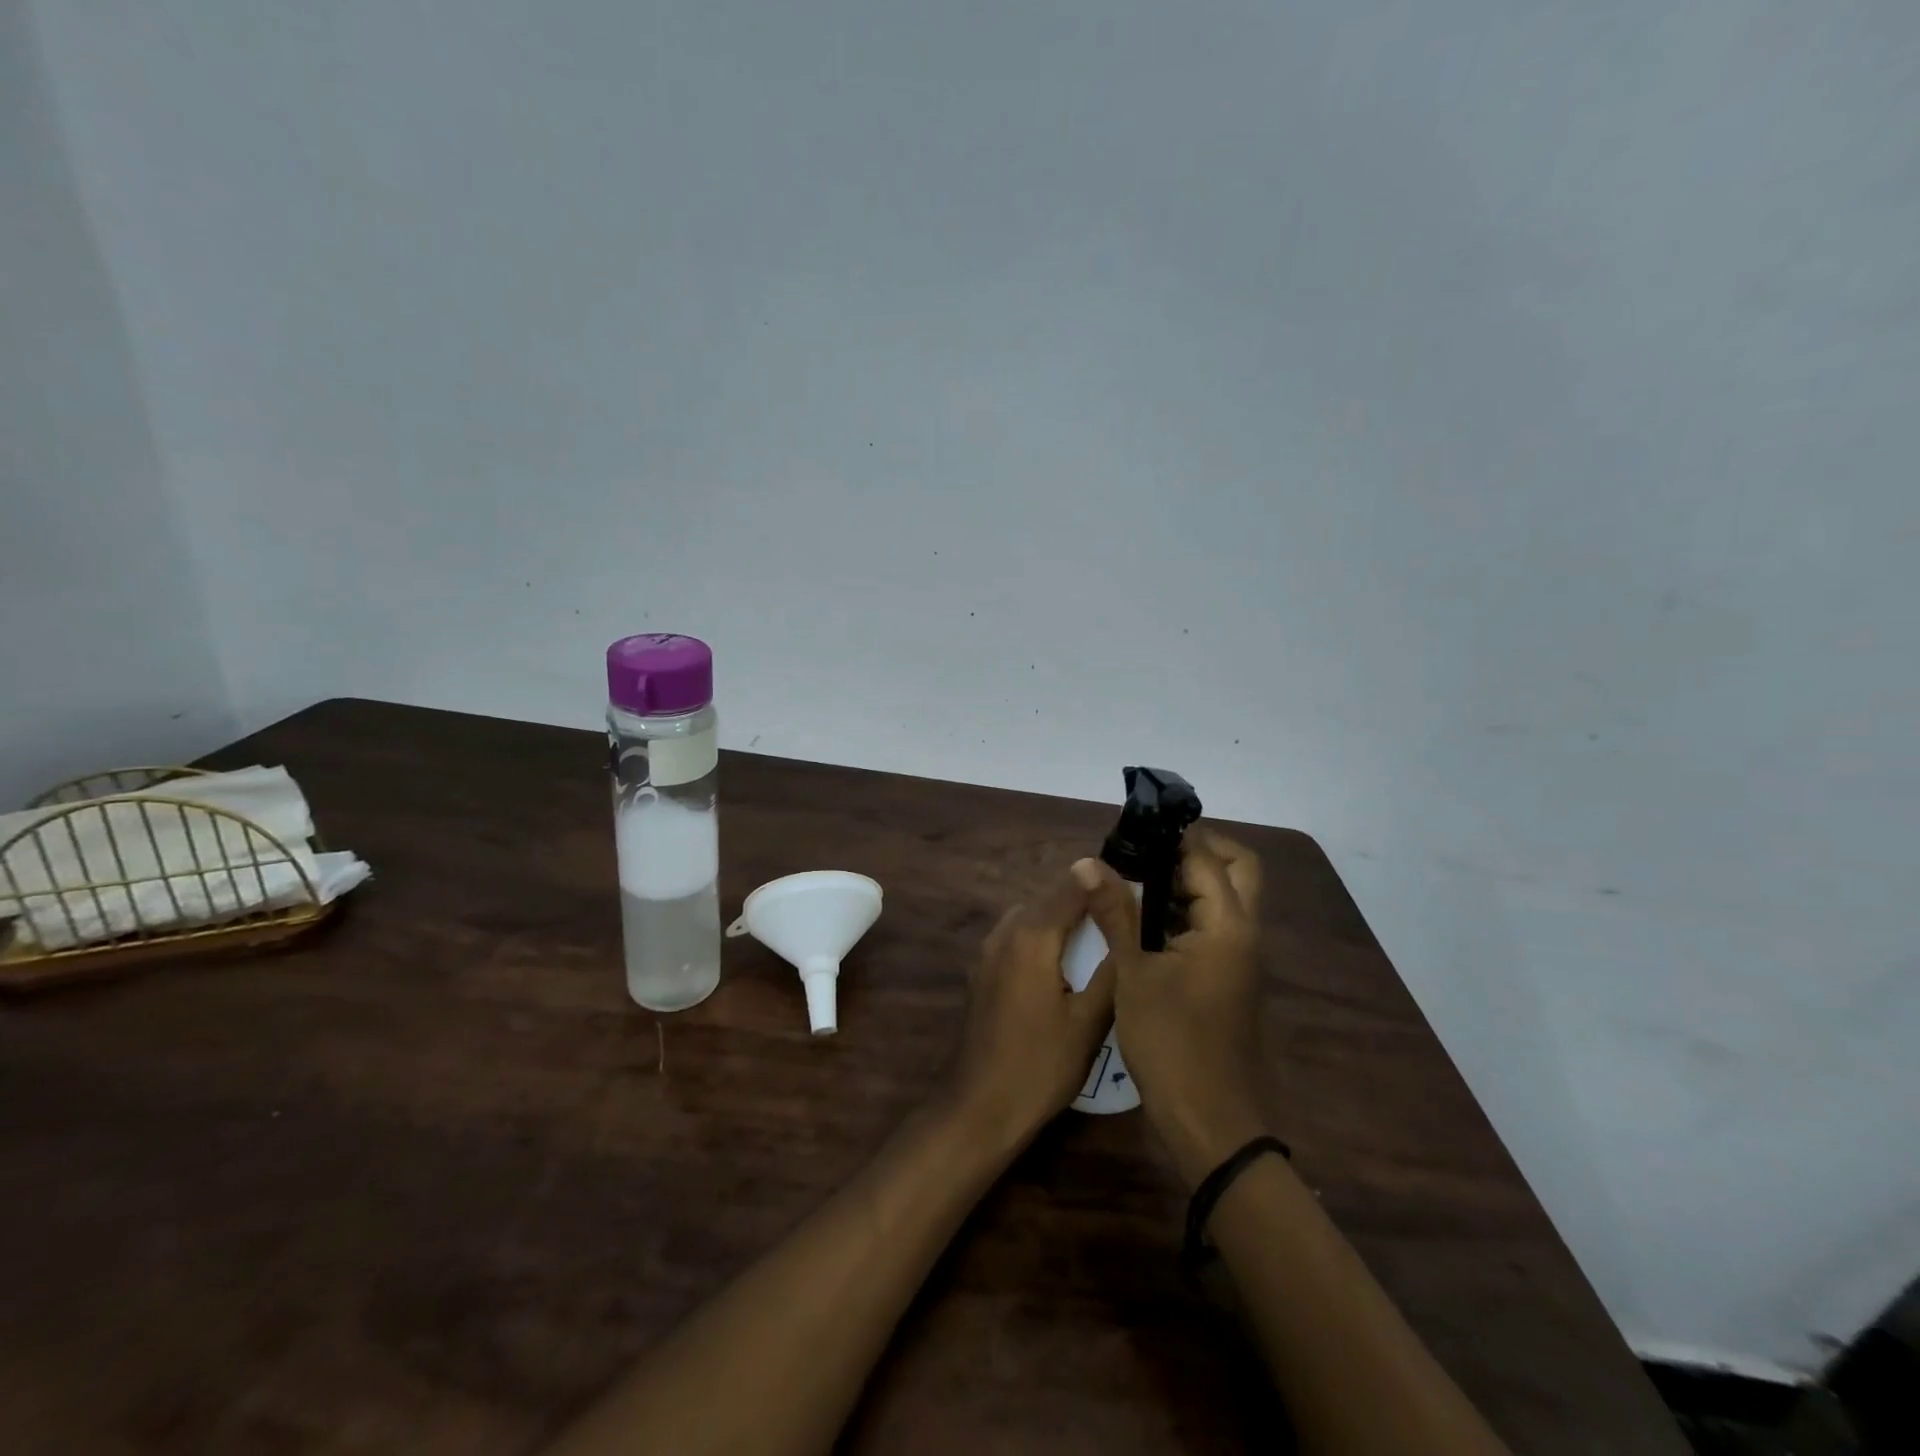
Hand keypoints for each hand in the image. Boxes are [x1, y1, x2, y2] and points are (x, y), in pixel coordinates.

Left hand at [943, 864, 1117, 1145]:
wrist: (978, 1108)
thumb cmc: (1040, 1065)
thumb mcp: (1090, 1020)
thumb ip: (1112, 964)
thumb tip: (1129, 920)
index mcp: (1031, 934)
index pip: (1073, 886)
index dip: (1106, 884)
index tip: (1138, 893)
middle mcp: (1004, 931)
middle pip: (1051, 899)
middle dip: (1086, 903)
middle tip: (1124, 923)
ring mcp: (987, 951)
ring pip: (1033, 918)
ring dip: (1063, 923)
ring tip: (1100, 945)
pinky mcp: (982, 971)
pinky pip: (1018, 938)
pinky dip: (1043, 940)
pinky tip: (1065, 969)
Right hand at [1076, 831, 1269, 1186]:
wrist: (1213, 1124)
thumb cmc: (1171, 1045)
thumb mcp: (1133, 975)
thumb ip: (1114, 913)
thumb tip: (1088, 862)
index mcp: (1227, 926)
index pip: (1207, 858)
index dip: (1173, 837)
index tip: (1133, 830)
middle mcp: (1245, 933)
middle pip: (1238, 868)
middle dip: (1198, 850)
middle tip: (1148, 851)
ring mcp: (1241, 958)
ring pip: (1229, 898)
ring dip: (1192, 880)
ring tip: (1137, 878)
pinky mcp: (1231, 978)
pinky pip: (1218, 925)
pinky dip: (1190, 910)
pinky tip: (1146, 920)